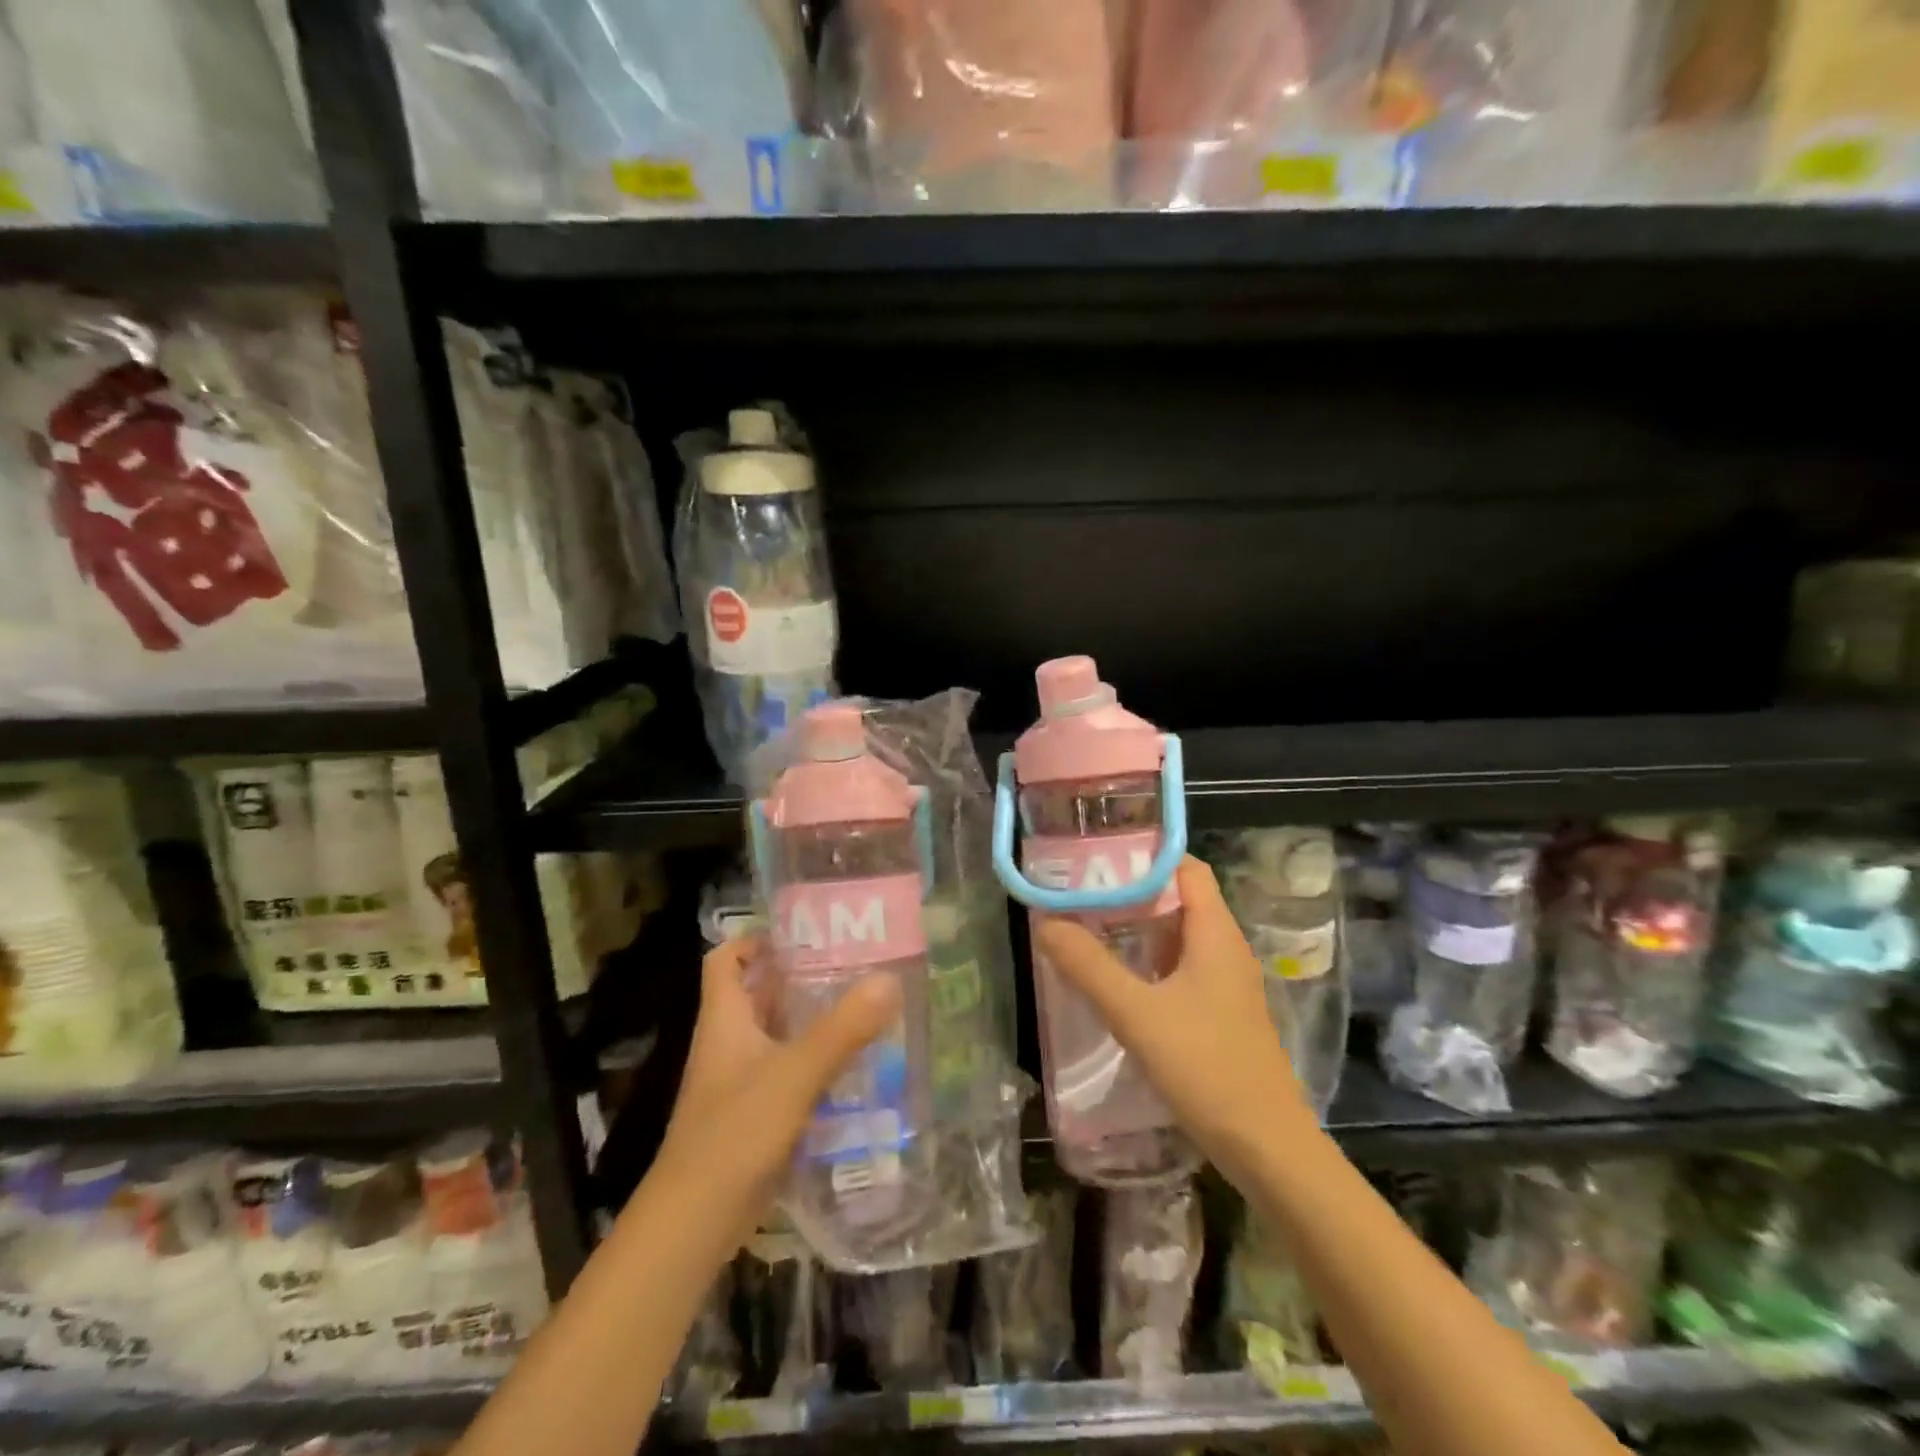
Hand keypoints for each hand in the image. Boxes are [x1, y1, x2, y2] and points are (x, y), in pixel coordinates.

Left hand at [654, 937, 901, 1248]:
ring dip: (812, 1019)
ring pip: (777, 1034)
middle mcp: (730, 1043)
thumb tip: (889, 980)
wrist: (693, 1225)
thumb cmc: (734, 1134)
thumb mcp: (794, 1075)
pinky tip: (854, 1064)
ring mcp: (740, 1081)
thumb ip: (842, 1030)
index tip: (801, 930)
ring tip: (863, 1004)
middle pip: (759, 993)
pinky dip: (816, 1061)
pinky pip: (788, 1072)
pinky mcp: (755, 1115)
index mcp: (726, 1020)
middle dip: (799, 976)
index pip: (725, 959)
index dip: (754, 939)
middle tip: (852, 963)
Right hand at [1033, 857, 1307, 1182]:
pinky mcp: (1220, 1013)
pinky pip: (1180, 968)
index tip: (1098, 855)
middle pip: (1179, 898)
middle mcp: (1225, 948)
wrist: (1268, 1149)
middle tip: (1080, 890)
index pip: (1185, 867)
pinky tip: (1116, 978)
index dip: (1145, 855)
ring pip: (1178, 936)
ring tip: (1087, 925)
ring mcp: (1225, 983)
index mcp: (1216, 933)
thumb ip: (1089, 967)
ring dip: (1137, 927)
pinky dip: (1148, 961)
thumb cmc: (1207, 1068)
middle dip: (1131, 890)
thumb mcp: (1138, 1014)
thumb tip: (1045, 924)